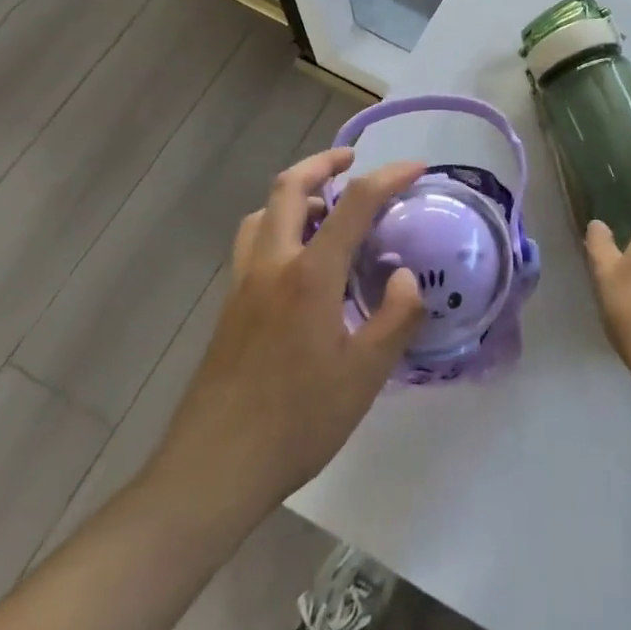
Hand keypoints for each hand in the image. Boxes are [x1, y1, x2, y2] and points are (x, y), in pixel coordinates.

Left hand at [146, 149, 425, 509]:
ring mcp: (244, 283)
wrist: (213, 469)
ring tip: (325, 208)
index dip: (389, 176)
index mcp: (310, 274)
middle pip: (289, 186)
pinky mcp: (230, 306)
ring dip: (295, 194)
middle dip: (323, 162)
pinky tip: (298, 261)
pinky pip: (253, 242)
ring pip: (263, 212)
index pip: (355, 203)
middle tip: (352, 161)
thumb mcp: (365, 375)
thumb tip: (407, 275)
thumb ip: (396, 317)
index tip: (417, 169)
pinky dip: (277, 225)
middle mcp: (272, 264)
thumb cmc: (297, 421)